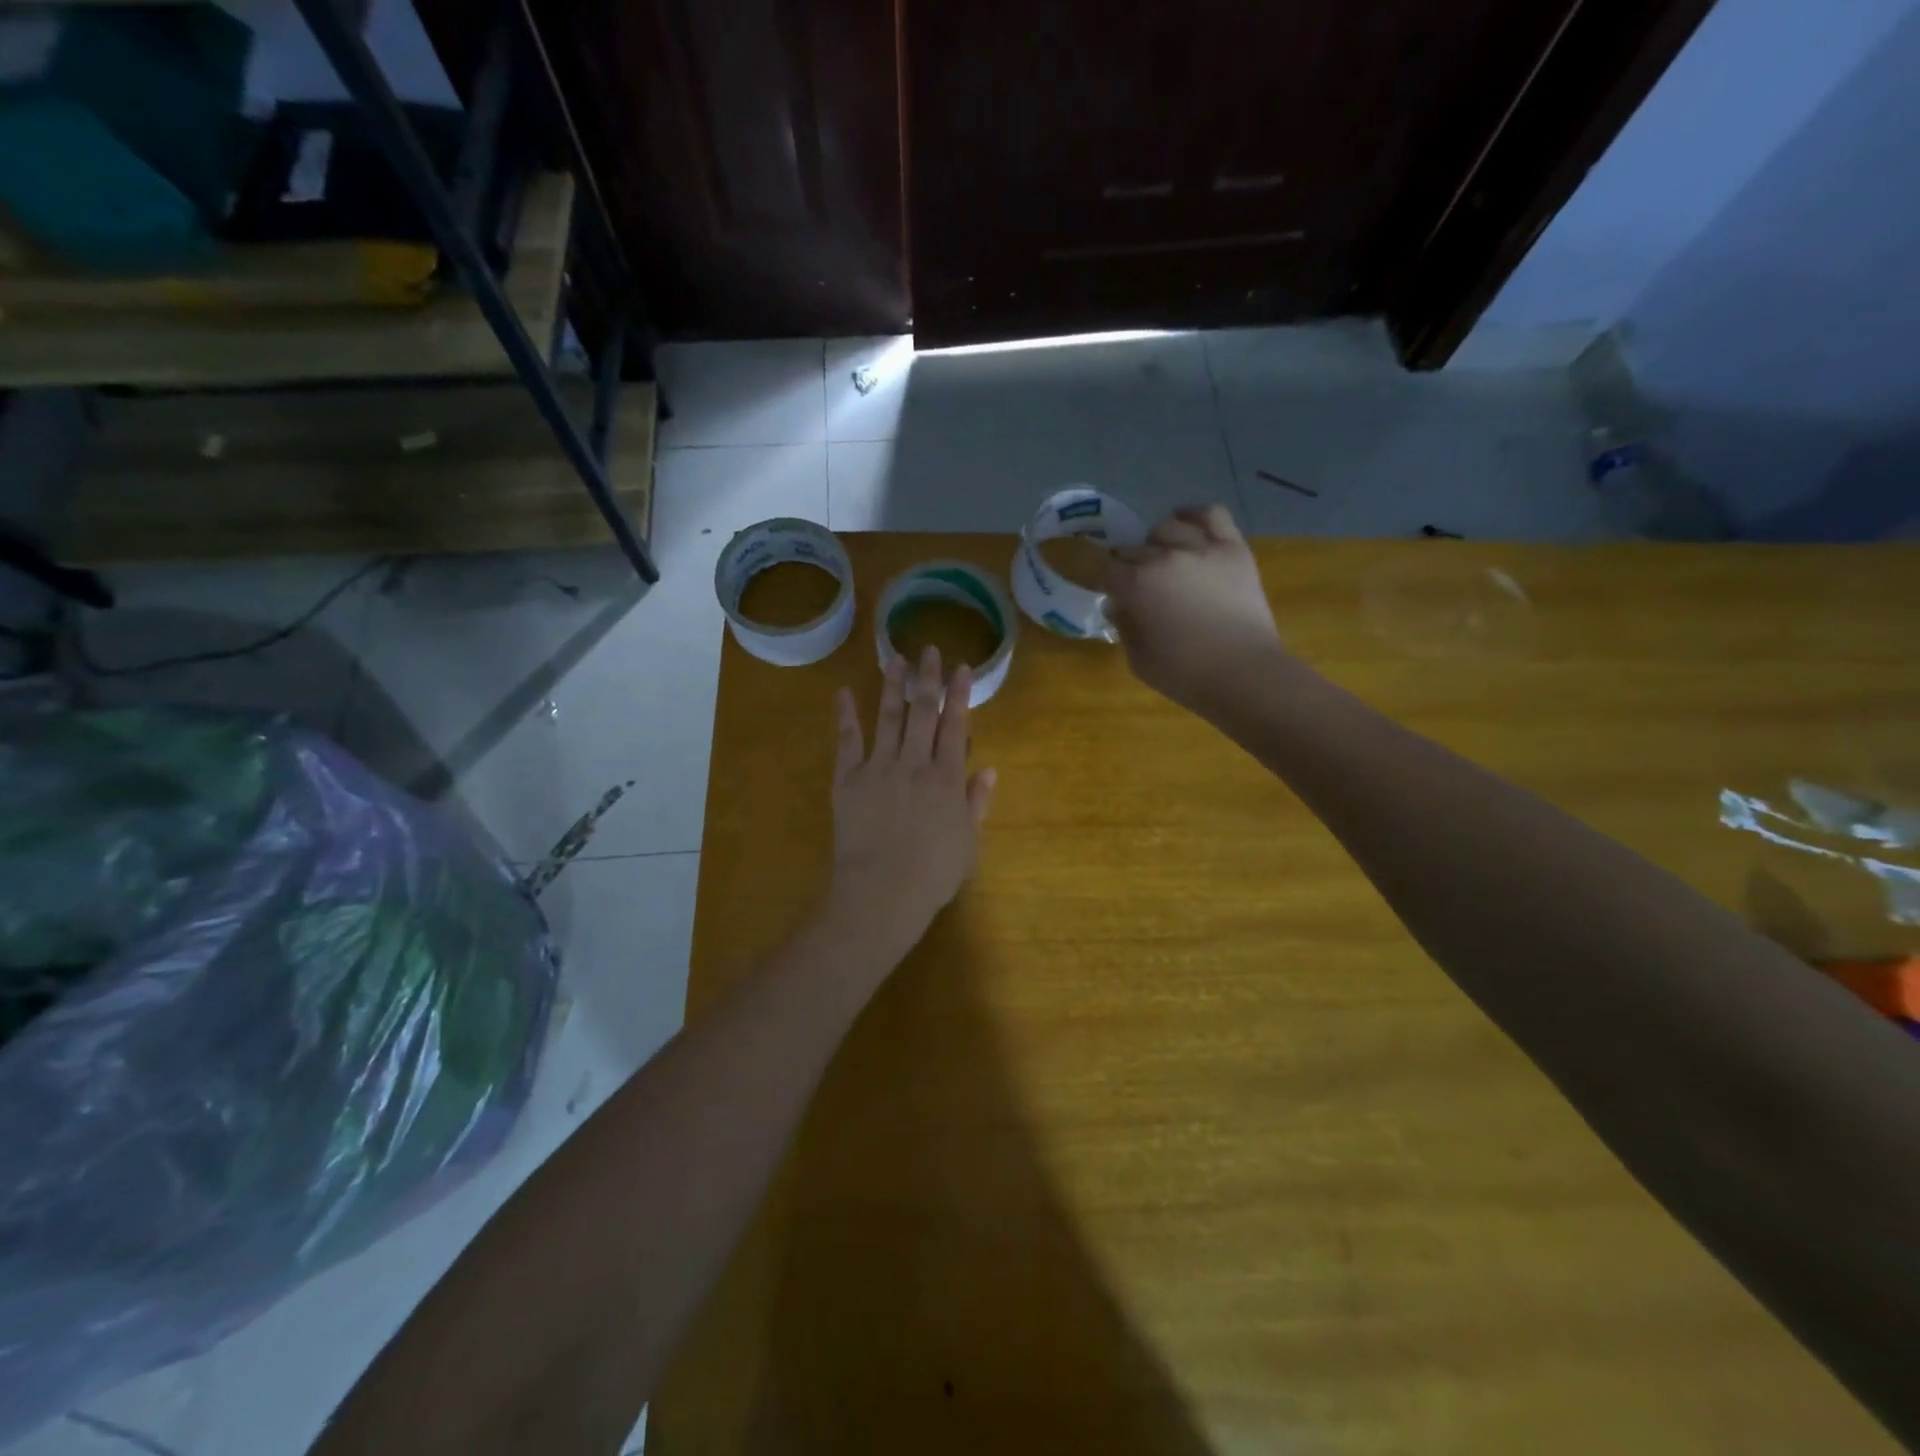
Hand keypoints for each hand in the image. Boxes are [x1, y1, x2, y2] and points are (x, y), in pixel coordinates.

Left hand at [827, 645, 996, 961]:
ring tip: (895, 658)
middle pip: (923, 712)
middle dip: (928, 679)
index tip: (962, 667)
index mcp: (947, 778)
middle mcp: (915, 763)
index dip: (960, 694)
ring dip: (892, 686)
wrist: (882, 893)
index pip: (956, 725)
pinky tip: (843, 692)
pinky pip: (847, 741)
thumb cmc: (932, 875)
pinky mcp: (848, 780)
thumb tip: (990, 770)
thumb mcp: (968, 843)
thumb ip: (977, 803)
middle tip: (929, 650)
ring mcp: (879, 768)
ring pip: (888, 717)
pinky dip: (845, 716)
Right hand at [1103, 504, 1288, 714]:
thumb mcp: (1139, 660)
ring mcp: (1202, 548)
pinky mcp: (1233, 548)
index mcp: (1136, 585)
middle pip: (1133, 549)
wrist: (1245, 674)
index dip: (1101, 579)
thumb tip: (1118, 605)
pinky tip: (1186, 523)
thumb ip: (1124, 627)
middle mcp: (1165, 557)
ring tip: (1163, 559)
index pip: (1104, 569)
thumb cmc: (1185, 675)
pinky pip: (1211, 514)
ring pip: (1167, 528)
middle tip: (1136, 586)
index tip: (1106, 590)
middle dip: (1128, 567)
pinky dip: (1194, 515)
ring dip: (1157, 543)